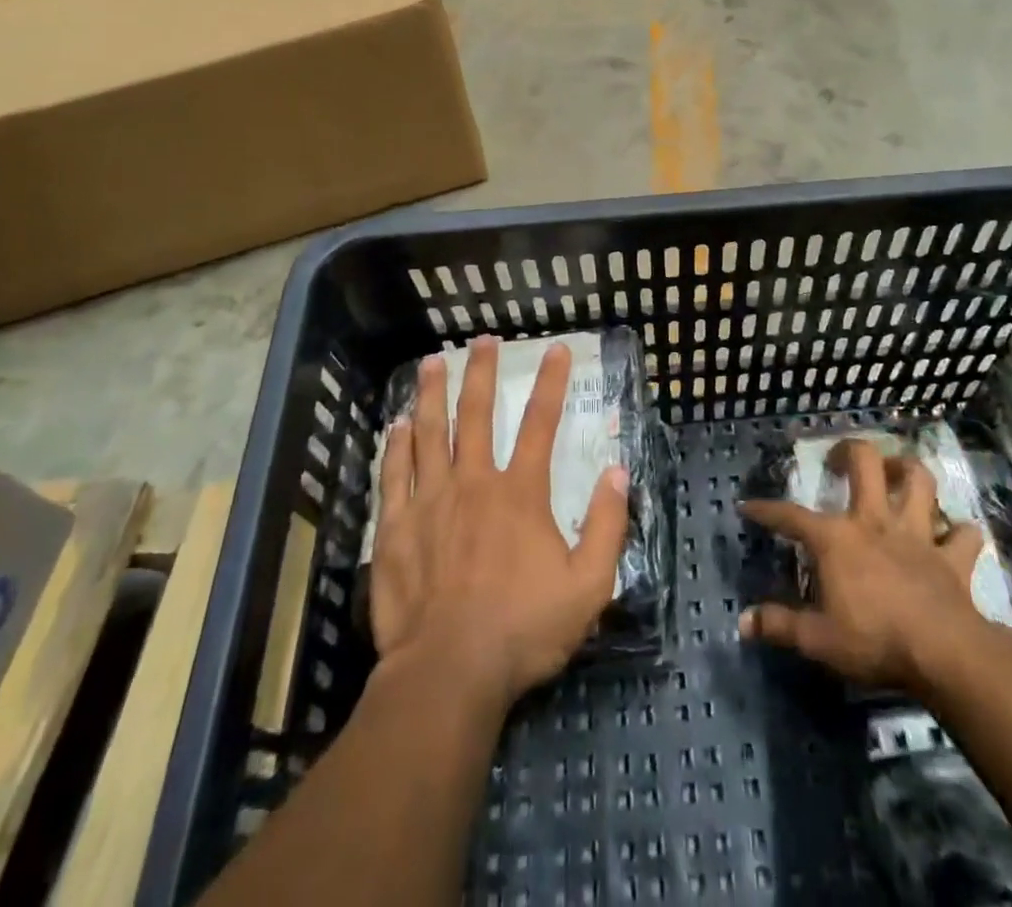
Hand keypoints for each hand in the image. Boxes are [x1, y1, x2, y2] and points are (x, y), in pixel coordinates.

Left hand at [371, 337, 629, 710]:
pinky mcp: (396, 528)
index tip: (557, 349)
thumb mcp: (588, 585)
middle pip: (477, 415)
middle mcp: (473, 483)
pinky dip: (396, 445)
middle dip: (482, 372)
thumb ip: (607, 525)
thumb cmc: (523, 629)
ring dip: (433, 394)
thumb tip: (617, 471)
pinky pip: (394, 474)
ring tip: (433, 361)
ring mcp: (429, 502)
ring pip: (429, 433)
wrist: (449, 672)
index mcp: (520, 493)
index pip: (541, 423)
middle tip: (482, 340)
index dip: (551, 382)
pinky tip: (396, 424)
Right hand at [739, 439, 1011, 692]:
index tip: (748, 506)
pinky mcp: (952, 558)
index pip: (791, 516)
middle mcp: (875, 522)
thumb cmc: (874, 640)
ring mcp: (917, 535)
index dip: (767, 511)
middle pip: (866, 463)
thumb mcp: (818, 640)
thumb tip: (743, 622)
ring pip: (920, 481)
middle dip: (850, 451)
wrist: (944, 654)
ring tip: (899, 473)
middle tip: (840, 458)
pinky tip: (953, 534)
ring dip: (909, 471)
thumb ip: (780, 626)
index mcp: (837, 539)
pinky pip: (964, 534)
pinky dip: (960, 532)